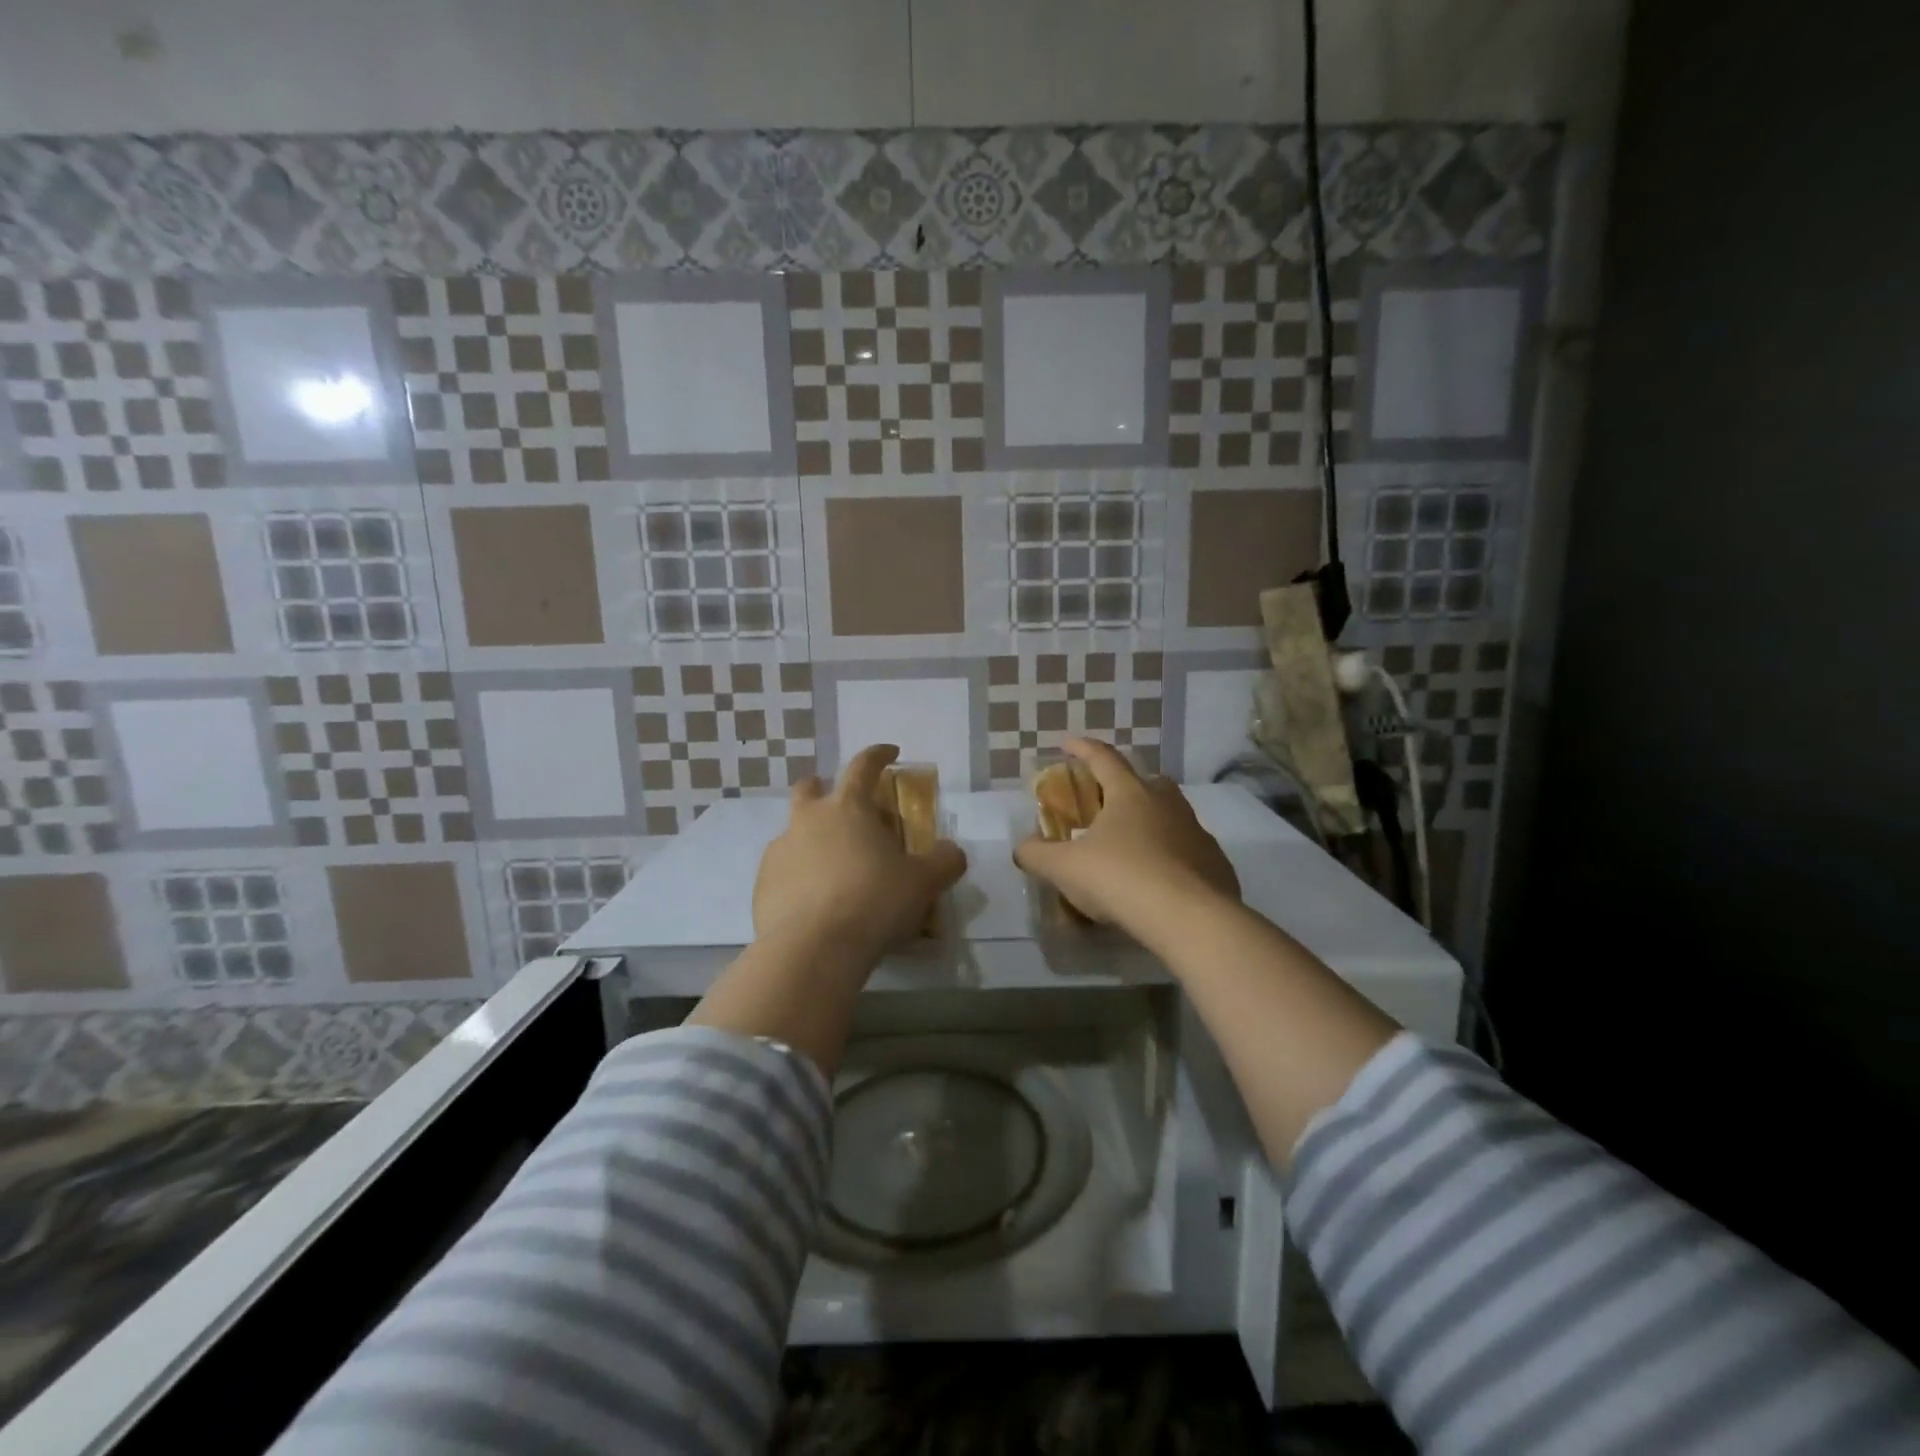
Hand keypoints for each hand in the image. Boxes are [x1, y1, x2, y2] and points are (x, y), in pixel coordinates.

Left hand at [754, 744, 966, 961]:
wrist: (814, 948)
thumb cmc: (874, 901)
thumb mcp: (924, 882)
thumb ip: (944, 862)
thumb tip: (952, 852)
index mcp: (848, 807)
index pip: (864, 765)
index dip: (879, 755)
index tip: (890, 753)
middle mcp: (808, 819)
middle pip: (810, 788)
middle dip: (823, 788)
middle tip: (842, 807)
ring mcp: (780, 850)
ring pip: (793, 830)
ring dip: (811, 837)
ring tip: (832, 867)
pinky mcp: (762, 884)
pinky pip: (782, 869)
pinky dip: (798, 875)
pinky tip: (814, 901)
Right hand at [1013, 738, 1239, 932]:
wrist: (1190, 919)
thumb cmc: (1121, 879)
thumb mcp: (1064, 868)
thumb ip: (1036, 854)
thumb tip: (1022, 848)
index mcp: (1130, 794)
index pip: (1103, 758)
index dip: (1082, 748)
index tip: (1066, 743)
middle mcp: (1167, 804)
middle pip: (1147, 781)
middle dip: (1125, 785)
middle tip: (1106, 802)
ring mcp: (1196, 832)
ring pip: (1172, 815)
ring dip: (1150, 823)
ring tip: (1130, 847)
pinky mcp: (1215, 864)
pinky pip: (1187, 851)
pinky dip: (1170, 857)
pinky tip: (1157, 881)